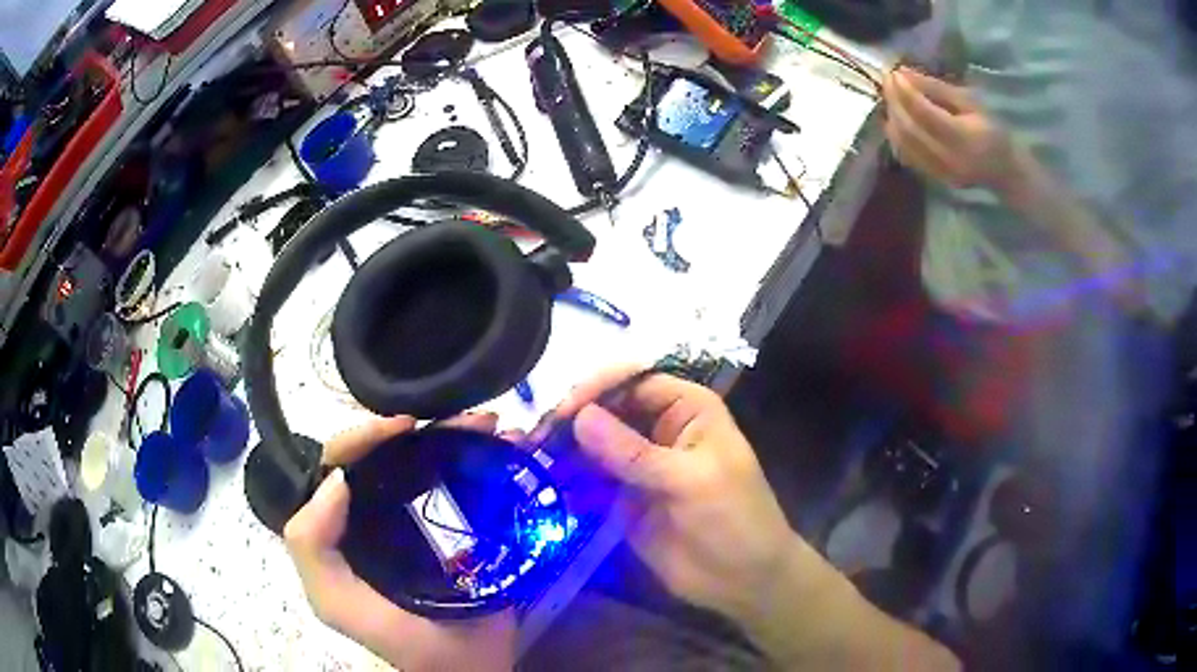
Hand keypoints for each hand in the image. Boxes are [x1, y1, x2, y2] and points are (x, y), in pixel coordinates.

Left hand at [284, 413, 516, 671]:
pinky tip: (509, 446)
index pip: (340, 464)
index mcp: (344, 525)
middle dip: (422, 429)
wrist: (470, 667)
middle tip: (464, 420)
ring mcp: (422, 520)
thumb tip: (337, 479)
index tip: (406, 427)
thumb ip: (312, 548)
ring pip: (430, 462)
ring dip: (458, 436)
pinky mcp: (461, 529)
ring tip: (491, 426)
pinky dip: (484, 459)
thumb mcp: (337, 603)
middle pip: (390, 455)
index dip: (364, 438)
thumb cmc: (402, 641)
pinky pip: (466, 483)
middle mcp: (379, 515)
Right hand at [548, 367, 800, 623]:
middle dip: (573, 417)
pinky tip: (542, 478)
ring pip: (593, 441)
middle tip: (535, 436)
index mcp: (686, 409)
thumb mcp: (690, 481)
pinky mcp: (621, 495)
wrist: (742, 578)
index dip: (598, 388)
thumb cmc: (734, 518)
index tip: (563, 412)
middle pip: (607, 407)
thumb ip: (634, 453)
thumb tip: (579, 417)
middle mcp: (658, 427)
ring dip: (563, 446)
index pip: (635, 380)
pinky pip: (589, 477)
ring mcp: (638, 463)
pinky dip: (567, 475)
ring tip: (529, 454)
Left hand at [882, 67, 1016, 190]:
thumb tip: (904, 72)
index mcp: (962, 138)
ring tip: (890, 95)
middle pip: (909, 128)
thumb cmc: (992, 129)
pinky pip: (905, 155)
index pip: (924, 112)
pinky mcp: (934, 178)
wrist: (1005, 170)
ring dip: (891, 116)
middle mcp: (948, 159)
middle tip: (887, 80)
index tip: (894, 72)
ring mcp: (939, 173)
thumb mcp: (970, 102)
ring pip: (903, 143)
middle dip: (894, 100)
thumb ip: (937, 88)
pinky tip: (895, 117)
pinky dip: (895, 134)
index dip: (905, 90)